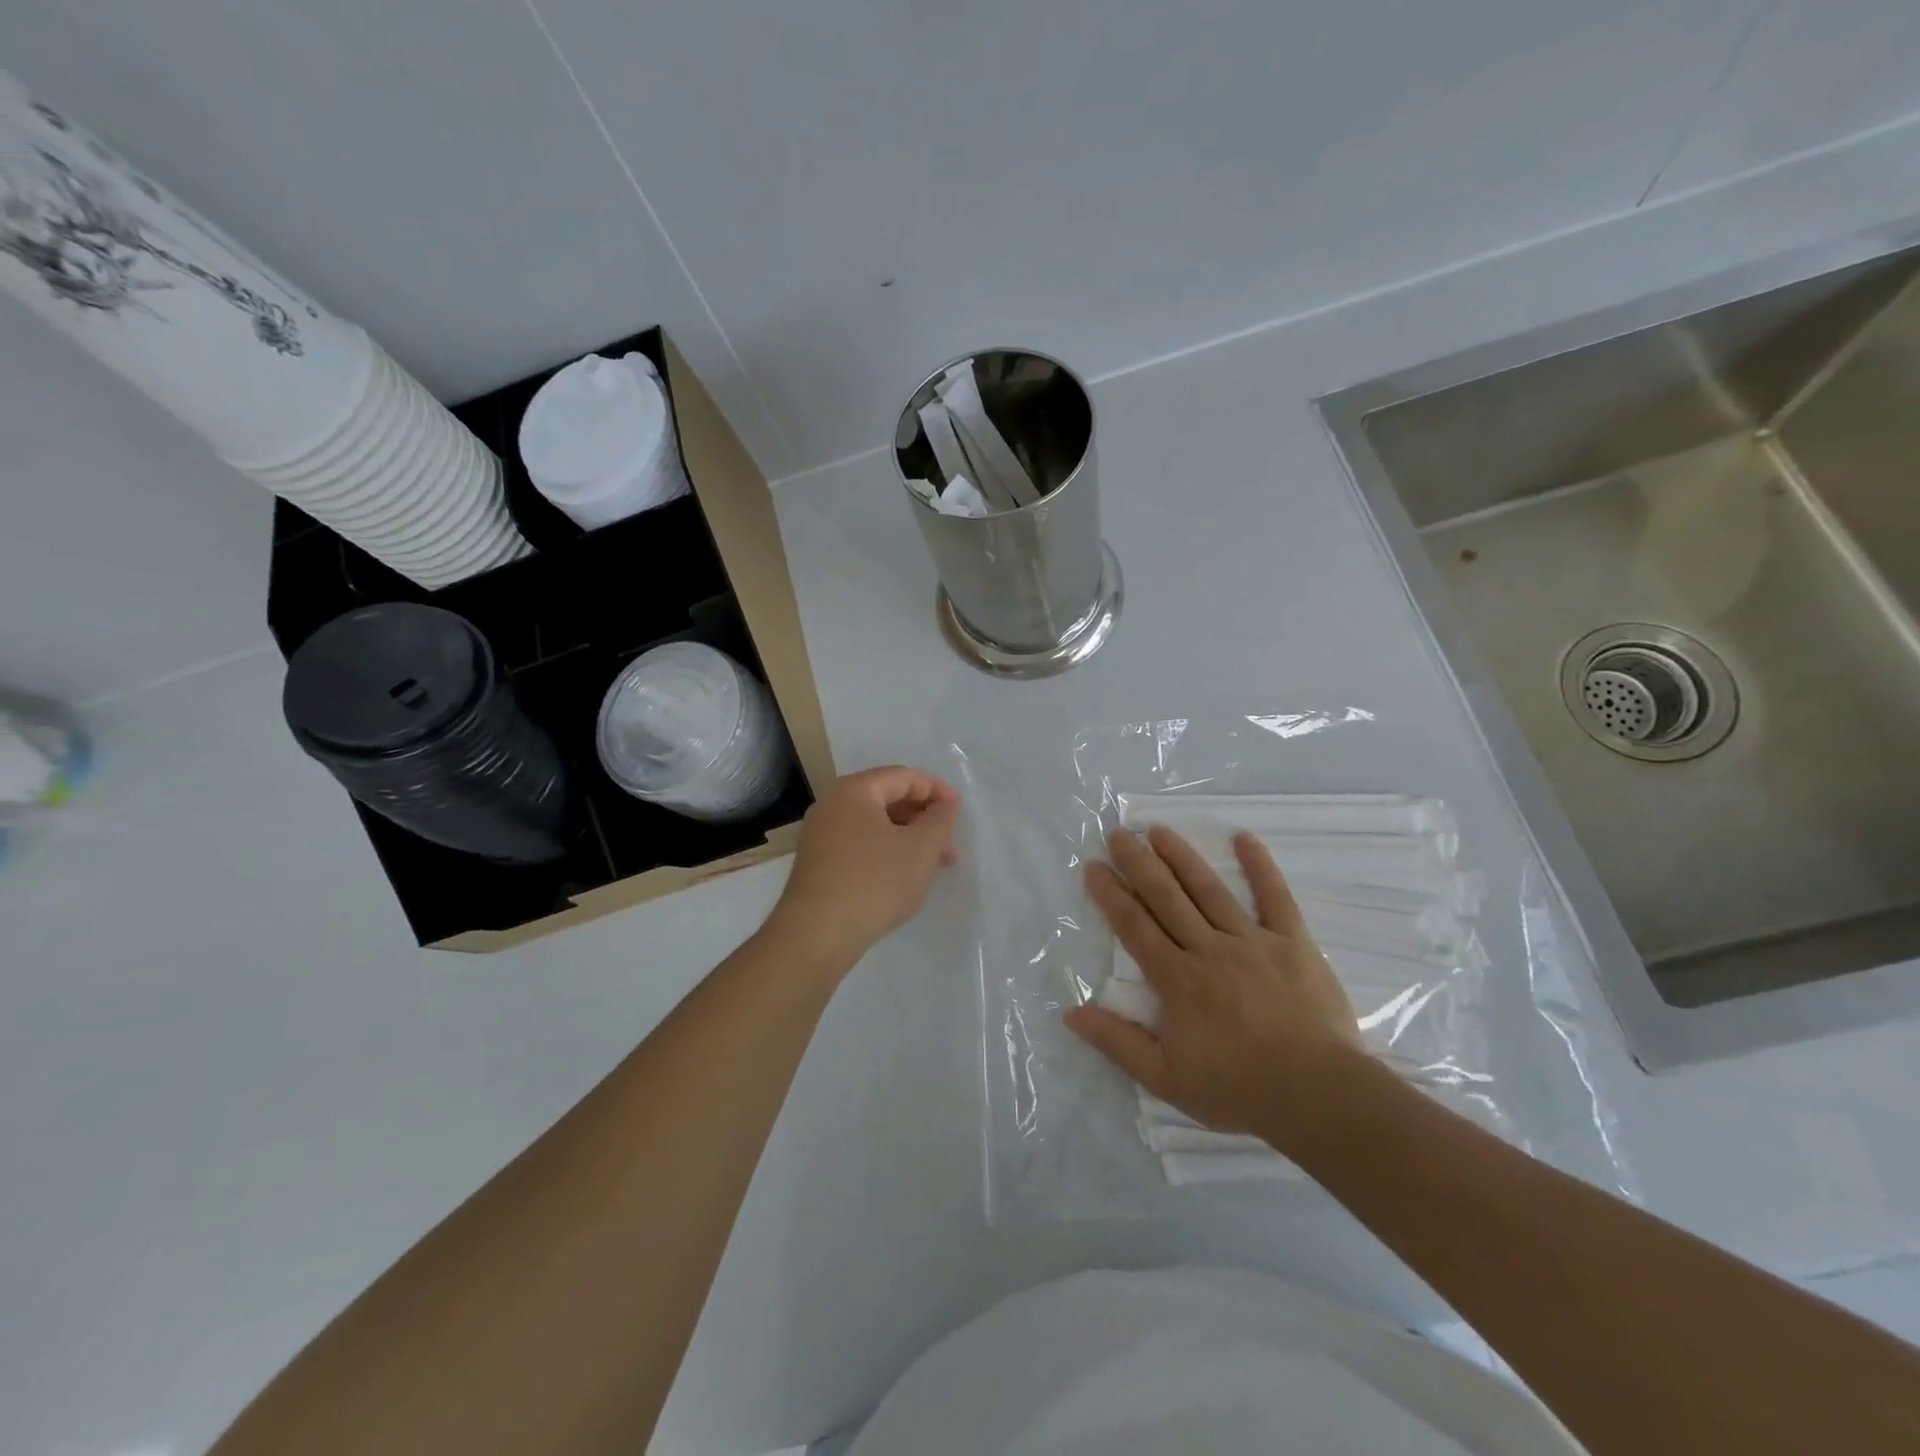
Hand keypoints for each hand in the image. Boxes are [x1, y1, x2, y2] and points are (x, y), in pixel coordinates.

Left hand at [765, 765, 960, 970]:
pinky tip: (902, 876)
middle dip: (924, 819)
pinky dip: (887, 852)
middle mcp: (832, 804)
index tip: (959, 814)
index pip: (904, 777)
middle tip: (949, 847)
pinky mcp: (818, 862)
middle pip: (889, 798)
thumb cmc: (875, 882)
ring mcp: (820, 834)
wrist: (818, 933)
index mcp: (854, 790)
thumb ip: (940, 820)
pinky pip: (860, 844)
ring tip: (932, 866)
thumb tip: (943, 806)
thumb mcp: (921, 848)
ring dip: (908, 838)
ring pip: (875, 824)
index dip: (938, 791)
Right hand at [1065, 825, 1368, 1154]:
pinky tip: (1244, 837)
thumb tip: (1072, 1013)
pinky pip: (1275, 897)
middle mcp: (1209, 949)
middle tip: (1118, 834)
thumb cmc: (1238, 1088)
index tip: (1094, 867)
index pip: (1135, 926)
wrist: (1319, 1096)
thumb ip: (1118, 1043)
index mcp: (1177, 979)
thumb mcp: (1166, 1079)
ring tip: (1159, 830)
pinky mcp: (1293, 942)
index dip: (1110, 894)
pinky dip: (1260, 866)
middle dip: (1139, 862)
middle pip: (1166, 897)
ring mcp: (1253, 941)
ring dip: (1182, 856)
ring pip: (1209, 889)